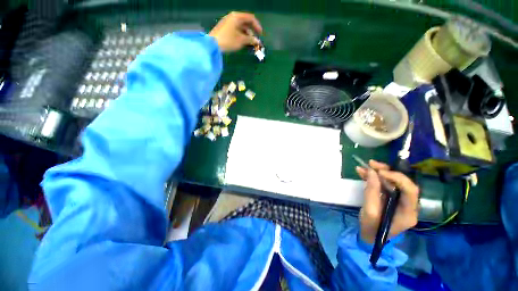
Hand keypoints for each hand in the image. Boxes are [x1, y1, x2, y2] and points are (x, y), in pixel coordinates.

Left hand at [209, 12, 262, 51]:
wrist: (212, 44)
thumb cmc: (228, 40)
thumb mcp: (241, 40)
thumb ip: (250, 39)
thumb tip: (257, 41)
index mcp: (237, 17)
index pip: (250, 18)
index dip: (257, 26)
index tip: (261, 34)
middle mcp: (232, 17)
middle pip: (245, 22)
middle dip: (252, 31)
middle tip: (255, 40)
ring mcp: (228, 22)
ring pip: (240, 27)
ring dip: (246, 35)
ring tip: (249, 43)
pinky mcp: (224, 28)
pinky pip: (236, 30)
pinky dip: (241, 35)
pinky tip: (242, 42)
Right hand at [356, 160, 418, 243]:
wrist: (369, 237)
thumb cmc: (371, 228)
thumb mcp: (370, 211)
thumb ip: (371, 192)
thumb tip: (372, 172)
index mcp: (408, 212)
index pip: (411, 190)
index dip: (398, 178)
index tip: (380, 172)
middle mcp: (407, 204)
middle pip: (402, 183)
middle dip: (387, 171)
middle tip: (371, 164)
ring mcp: (399, 201)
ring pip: (392, 181)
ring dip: (378, 172)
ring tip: (364, 167)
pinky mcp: (389, 198)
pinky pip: (384, 184)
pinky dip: (373, 177)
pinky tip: (362, 172)